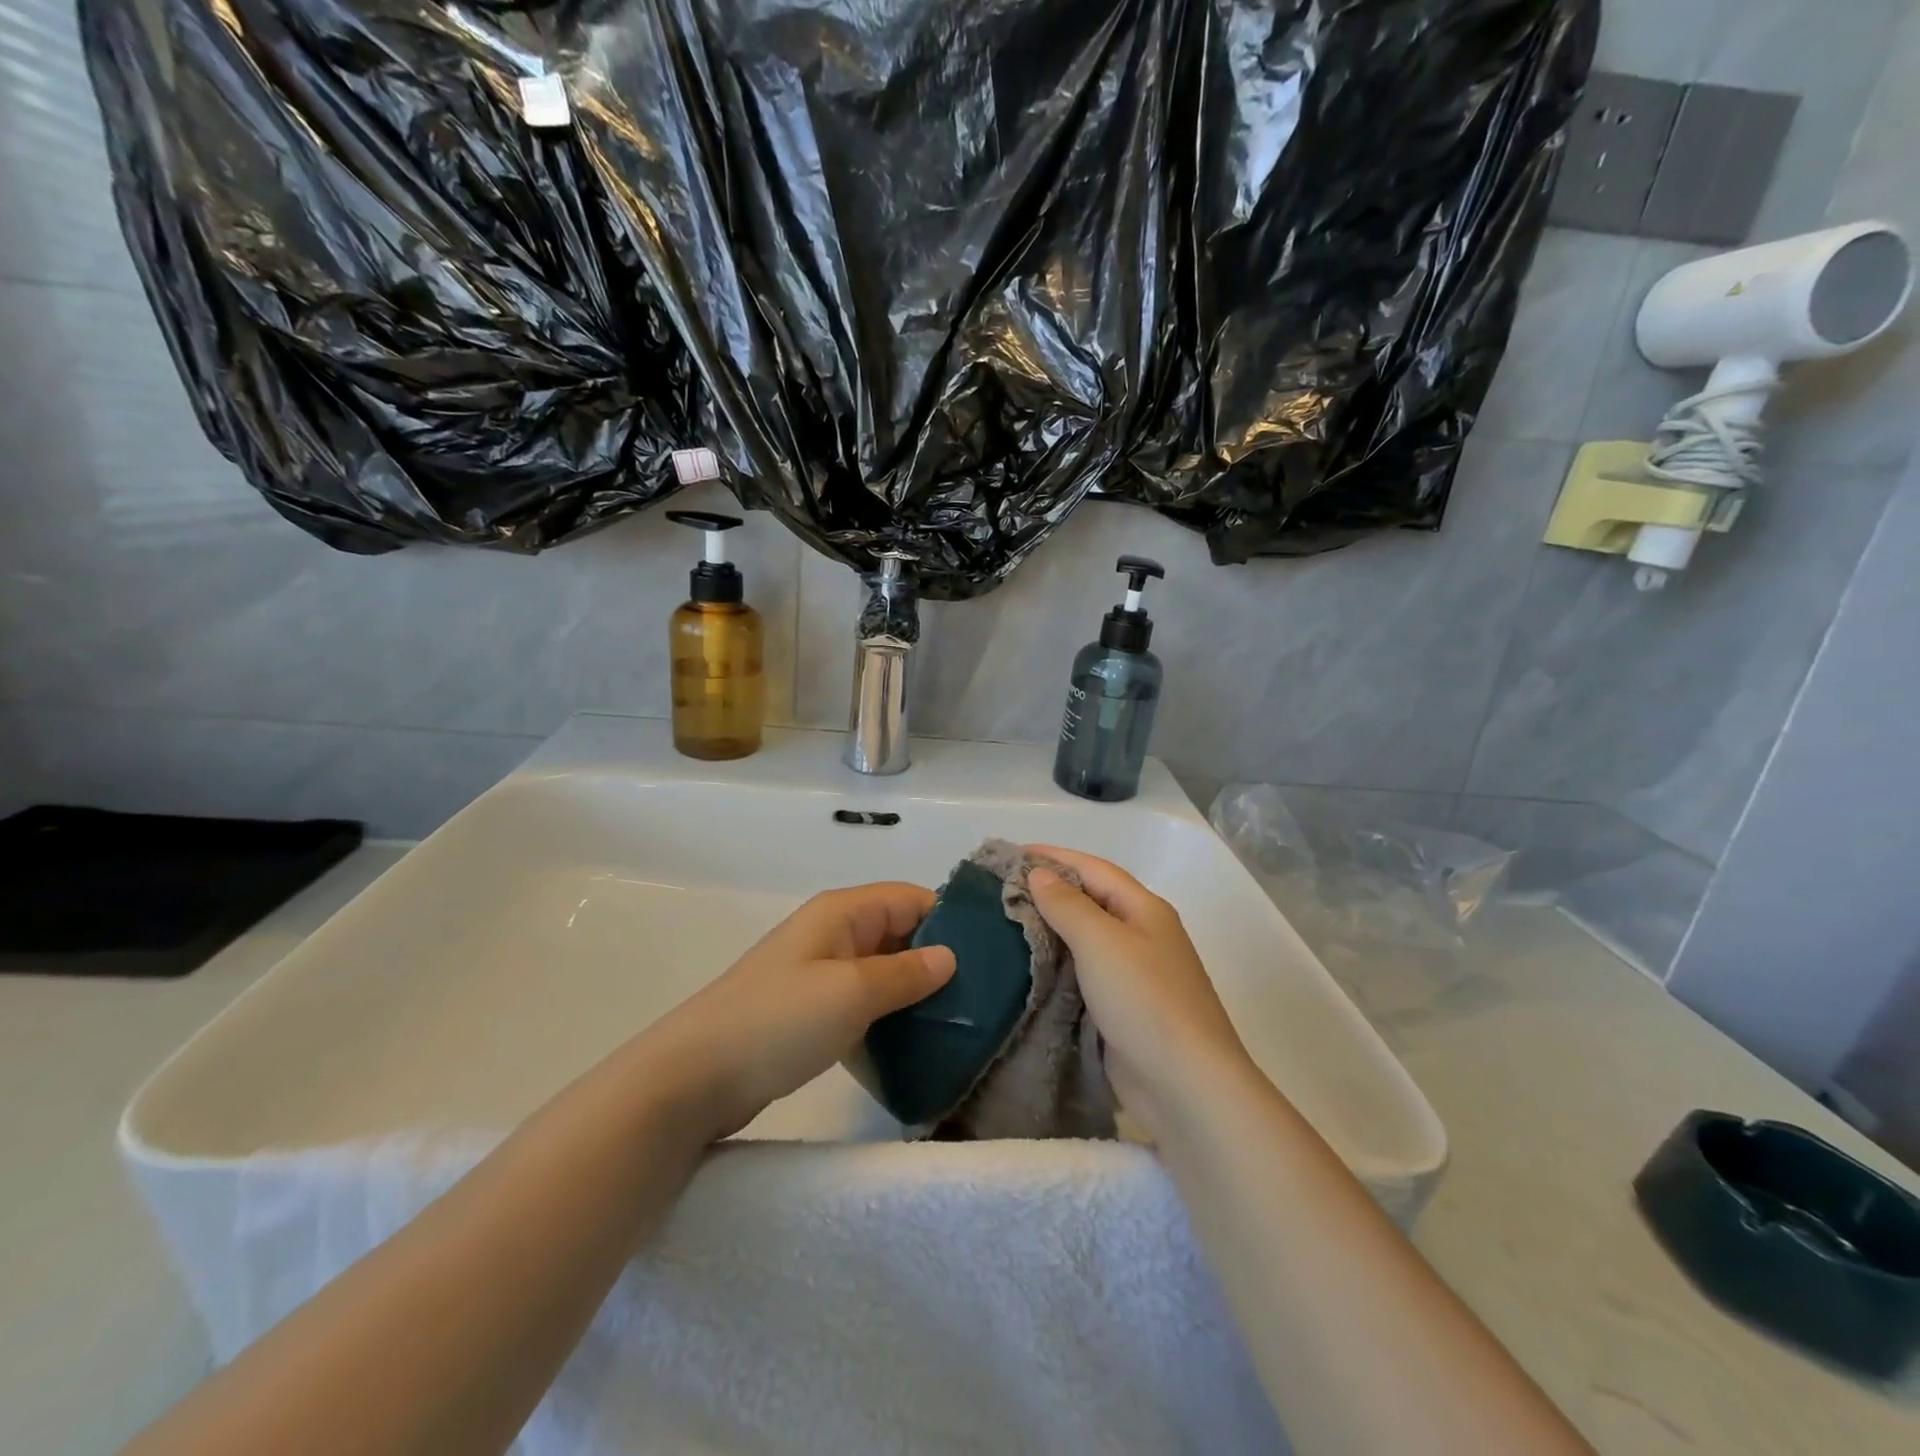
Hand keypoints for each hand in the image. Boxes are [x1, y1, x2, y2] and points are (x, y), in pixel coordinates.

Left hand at [639, 884, 955, 1141]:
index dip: (950, 921)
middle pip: (900, 932)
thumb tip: (951, 957)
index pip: (911, 898)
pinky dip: (888, 1016)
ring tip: (959, 1023)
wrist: (694, 1077)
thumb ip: (906, 973)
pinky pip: (863, 1001)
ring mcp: (820, 973)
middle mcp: (834, 933)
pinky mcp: (811, 1011)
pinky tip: (915, 1044)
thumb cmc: (778, 1020)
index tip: (990, 956)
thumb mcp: (852, 992)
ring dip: (915, 992)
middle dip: (938, 959)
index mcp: (843, 912)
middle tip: (983, 997)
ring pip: (884, 970)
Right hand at [1026, 847, 1254, 1137]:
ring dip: (1050, 929)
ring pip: (1085, 940)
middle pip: (1090, 901)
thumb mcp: (1102, 942)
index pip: (1093, 868)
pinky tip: (1028, 968)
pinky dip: (1056, 965)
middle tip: (1000, 890)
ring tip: (1005, 924)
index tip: (1011, 854)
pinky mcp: (1122, 1009)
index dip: (1054, 856)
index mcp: (1144, 909)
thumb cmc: (1144, 1000)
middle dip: (1048, 891)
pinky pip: (1083, 975)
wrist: (1185, 1084)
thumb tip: (1039, 873)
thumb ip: (1068, 905)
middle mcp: (1142, 935)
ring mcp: (1134, 974)